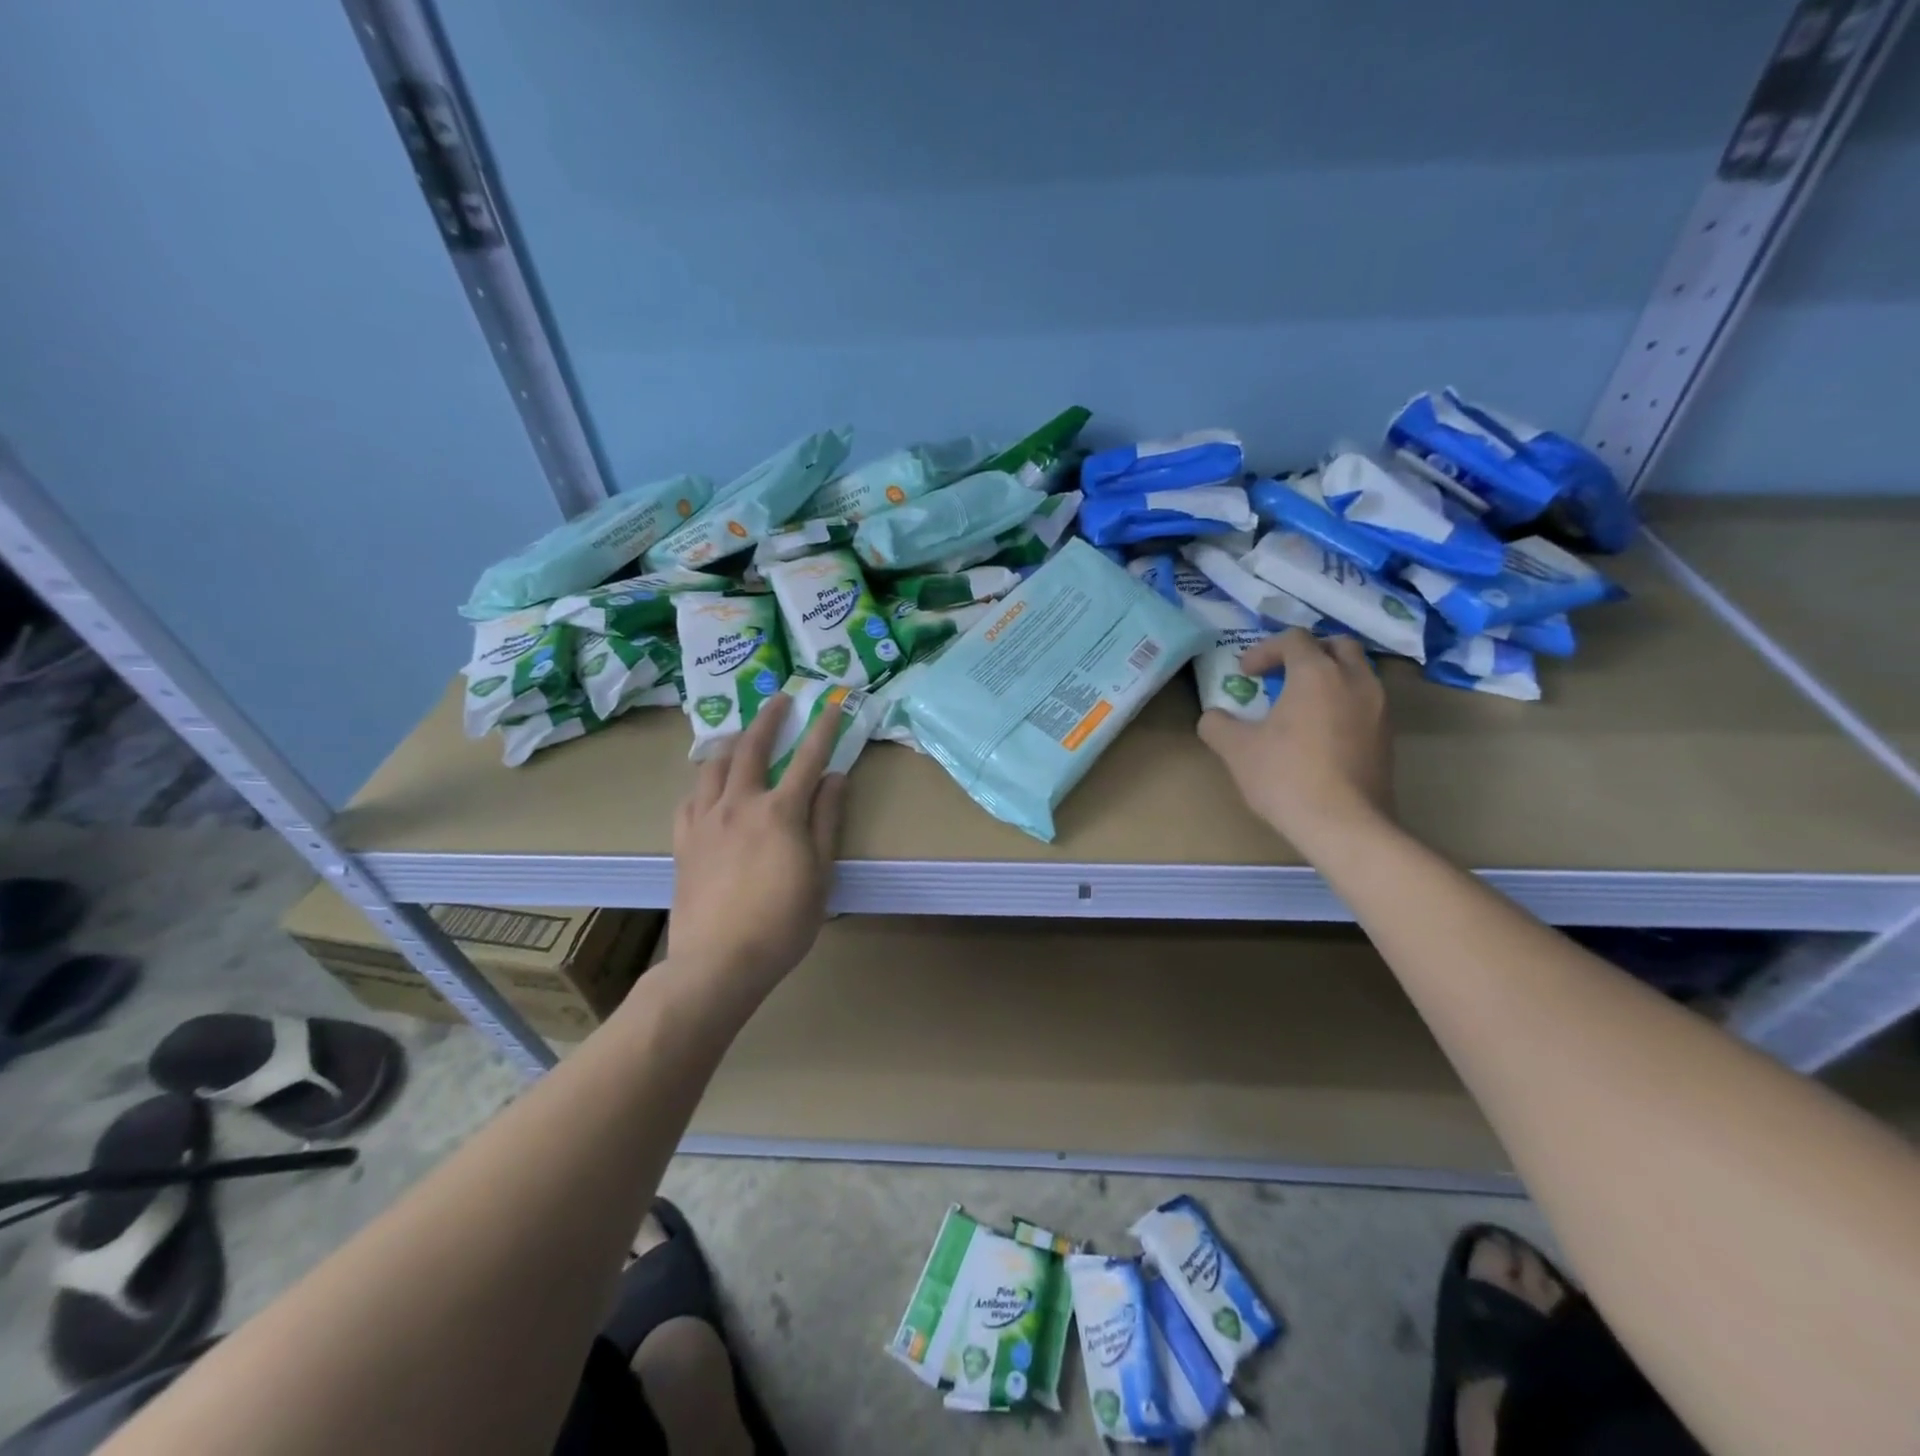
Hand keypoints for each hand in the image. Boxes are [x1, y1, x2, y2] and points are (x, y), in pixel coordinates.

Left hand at [670, 694, 847, 988]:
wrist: (718, 962)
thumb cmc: (782, 923)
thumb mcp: (820, 875)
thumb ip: (827, 821)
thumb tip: (835, 777)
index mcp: (779, 812)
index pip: (808, 758)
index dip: (823, 729)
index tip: (831, 706)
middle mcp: (739, 804)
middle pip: (752, 747)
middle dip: (768, 719)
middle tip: (779, 700)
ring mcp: (705, 820)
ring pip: (714, 765)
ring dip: (732, 743)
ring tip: (741, 737)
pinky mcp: (682, 841)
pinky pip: (689, 797)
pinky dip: (703, 782)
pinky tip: (708, 785)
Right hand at [1198, 629, 1393, 851]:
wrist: (1344, 825)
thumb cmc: (1286, 777)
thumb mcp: (1236, 750)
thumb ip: (1217, 724)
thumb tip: (1213, 718)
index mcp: (1317, 673)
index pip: (1293, 639)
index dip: (1265, 650)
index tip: (1246, 673)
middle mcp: (1355, 680)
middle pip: (1337, 645)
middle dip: (1307, 652)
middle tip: (1282, 674)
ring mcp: (1378, 708)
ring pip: (1357, 673)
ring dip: (1329, 677)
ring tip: (1301, 704)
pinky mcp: (1387, 736)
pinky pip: (1365, 702)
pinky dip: (1343, 702)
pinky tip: (1320, 732)